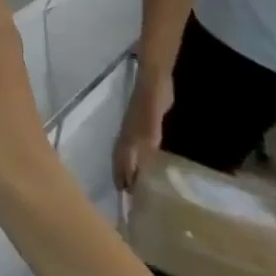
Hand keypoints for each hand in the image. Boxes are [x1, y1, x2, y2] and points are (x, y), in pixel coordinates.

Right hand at [113, 71, 173, 191]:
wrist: (153, 78)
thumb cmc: (153, 96)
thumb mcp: (152, 116)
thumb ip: (148, 135)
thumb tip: (142, 159)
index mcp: (129, 135)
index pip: (122, 160)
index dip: (122, 176)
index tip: (124, 197)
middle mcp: (128, 135)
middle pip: (121, 159)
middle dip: (122, 176)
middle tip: (128, 197)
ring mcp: (134, 130)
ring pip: (127, 154)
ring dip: (128, 170)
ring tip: (134, 186)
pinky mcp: (143, 128)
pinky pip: (136, 149)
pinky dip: (137, 161)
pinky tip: (146, 166)